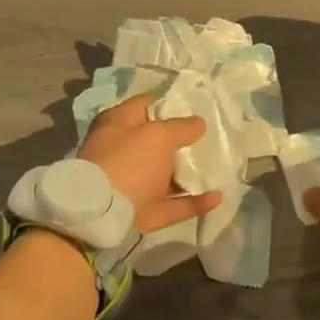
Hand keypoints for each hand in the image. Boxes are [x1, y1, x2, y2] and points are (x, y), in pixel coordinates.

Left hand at [79, 94, 221, 232]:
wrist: (101, 215)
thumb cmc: (128, 162)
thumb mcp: (158, 136)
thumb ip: (181, 127)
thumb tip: (199, 122)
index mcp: (117, 124)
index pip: (146, 104)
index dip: (170, 104)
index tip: (196, 107)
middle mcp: (121, 151)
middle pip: (155, 142)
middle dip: (181, 141)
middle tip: (211, 137)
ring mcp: (130, 184)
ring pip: (164, 175)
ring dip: (188, 173)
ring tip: (218, 168)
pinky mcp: (141, 211)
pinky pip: (172, 203)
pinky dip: (193, 201)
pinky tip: (217, 197)